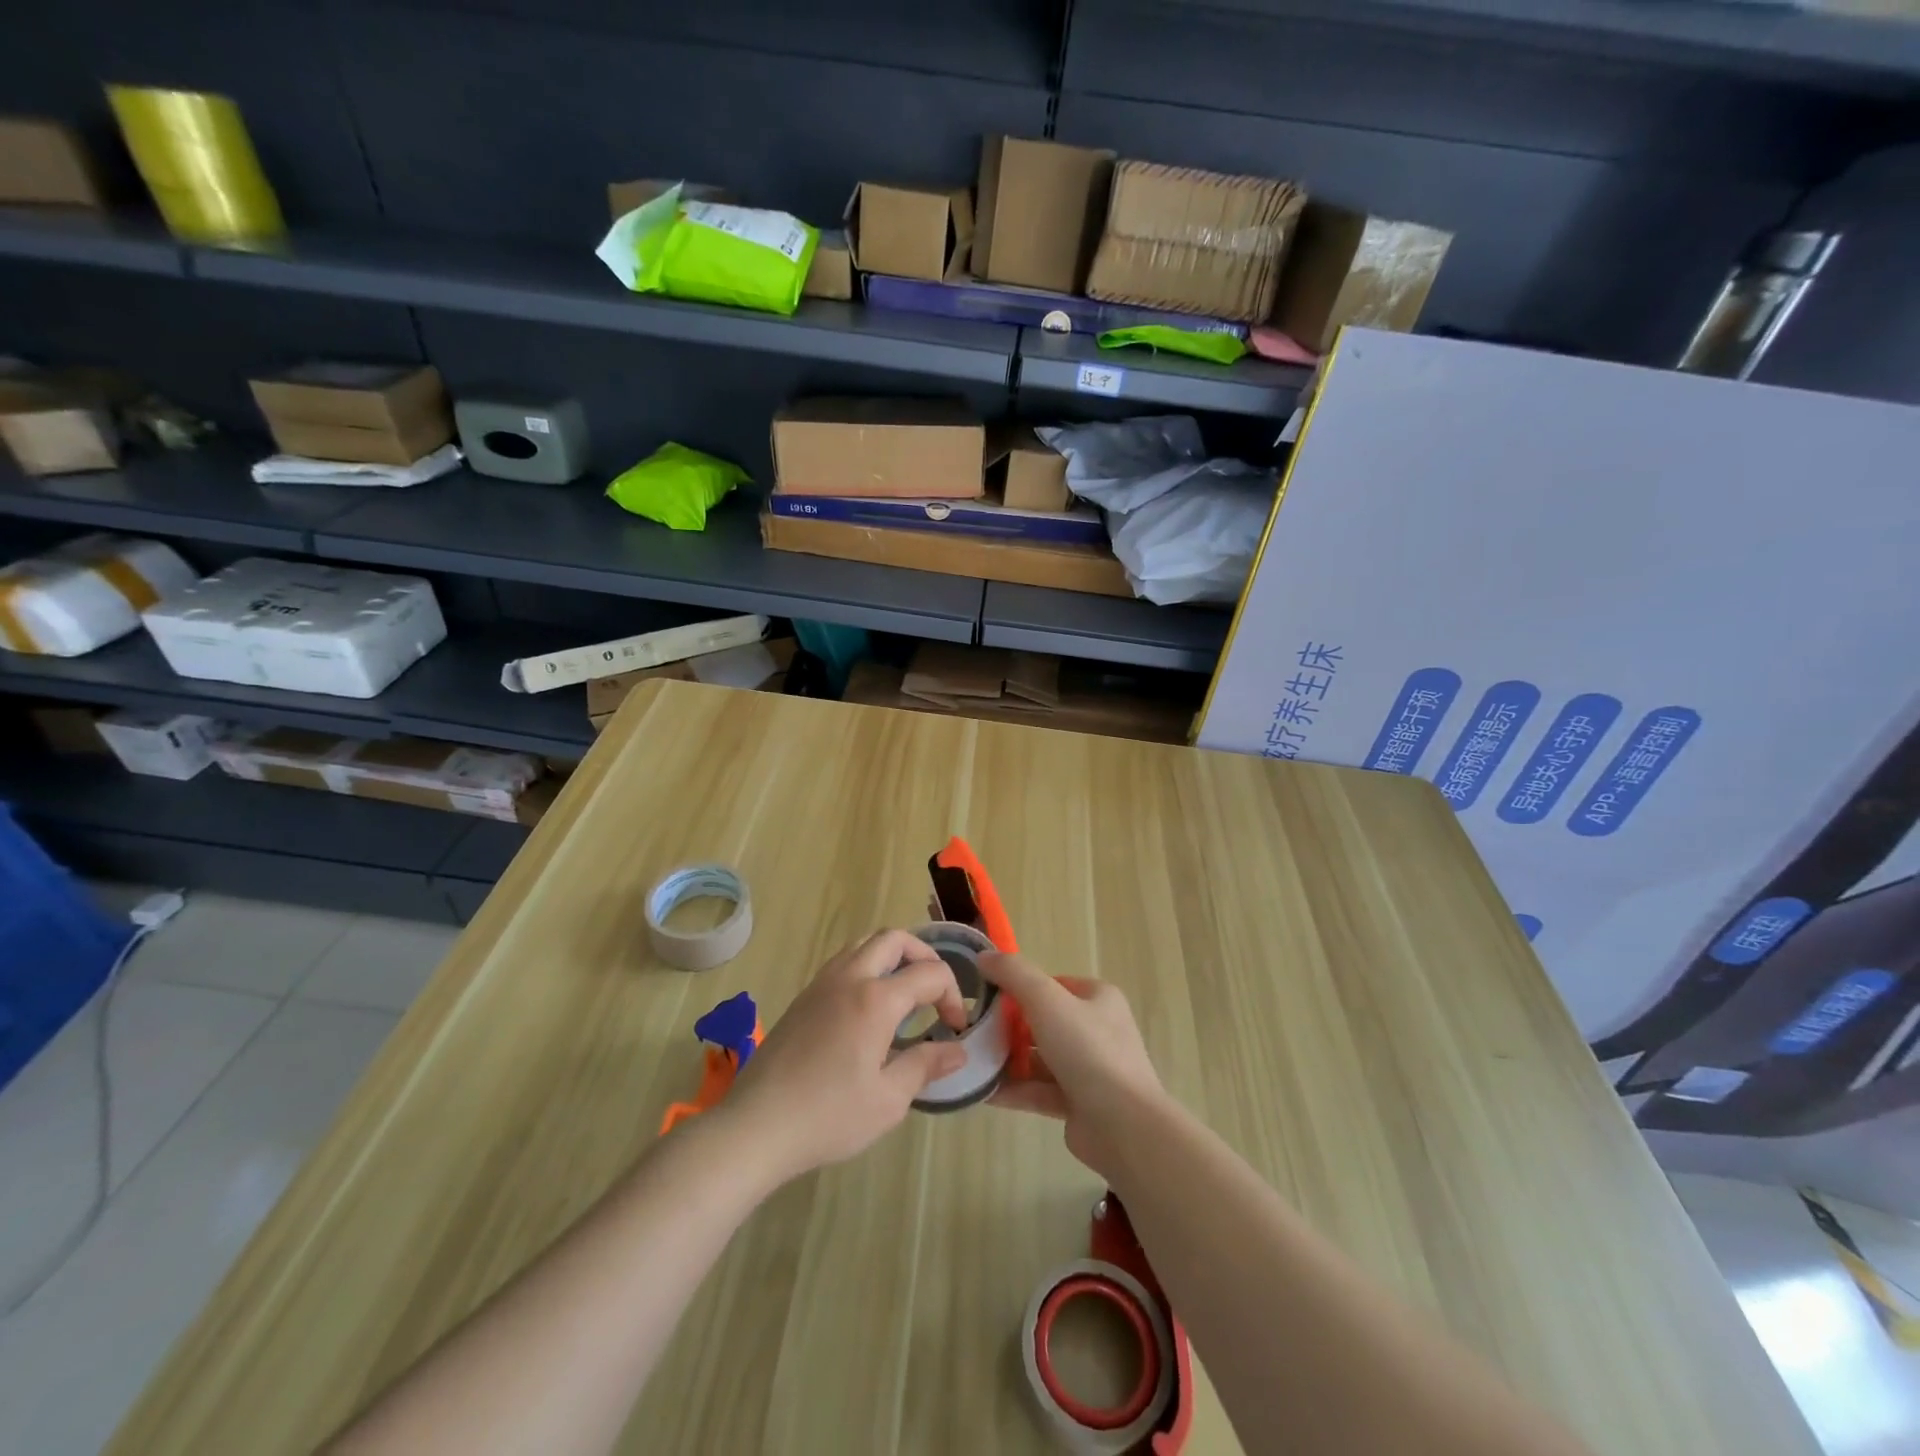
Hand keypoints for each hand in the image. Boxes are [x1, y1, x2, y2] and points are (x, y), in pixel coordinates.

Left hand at [722, 930, 969, 1185]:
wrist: (756, 1126)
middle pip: (893, 939)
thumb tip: (957, 1049)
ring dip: (892, 957)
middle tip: (934, 991)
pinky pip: (843, 962)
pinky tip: (868, 1008)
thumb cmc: (828, 1116)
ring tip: (904, 992)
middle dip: (924, 956)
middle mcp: (849, 978)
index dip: (952, 995)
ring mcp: (821, 984)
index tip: (954, 1029)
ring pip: (863, 944)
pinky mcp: (802, 998)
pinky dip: (867, 967)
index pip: (929, 973)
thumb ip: (925, 1066)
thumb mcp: (888, 1100)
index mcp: (875, 999)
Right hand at [980, 952, 1165, 1180]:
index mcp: (1098, 998)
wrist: (1123, 1126)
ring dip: (1007, 1060)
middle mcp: (1097, 1030)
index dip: (1019, 988)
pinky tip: (982, 1091)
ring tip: (971, 1062)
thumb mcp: (1046, 1000)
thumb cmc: (1087, 1050)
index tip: (987, 997)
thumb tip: (984, 955)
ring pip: (1039, 1058)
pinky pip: (1040, 1090)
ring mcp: (1089, 1069)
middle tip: (975, 1032)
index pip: (1051, 984)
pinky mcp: (1079, 1104)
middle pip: (1042, 1022)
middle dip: (1008, 1028)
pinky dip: (1014, 1089)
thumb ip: (1014, 973)